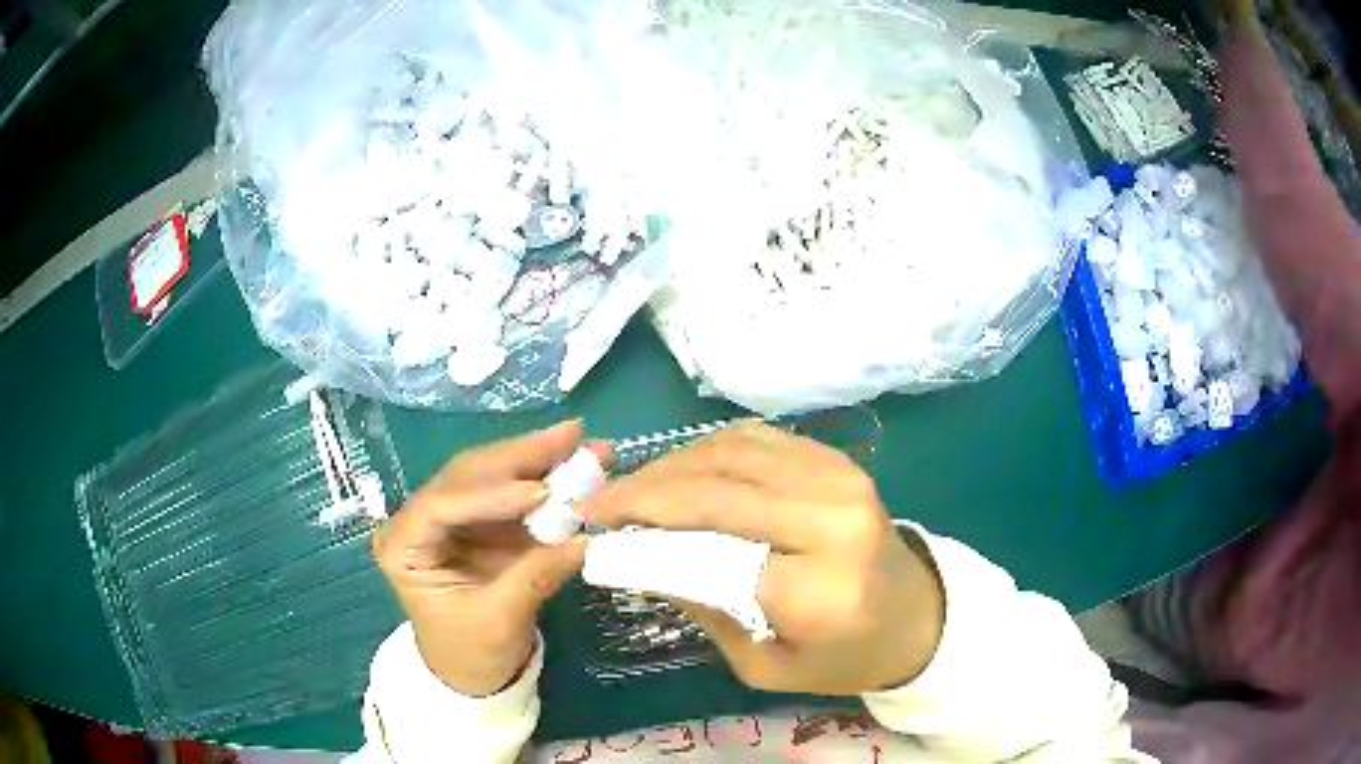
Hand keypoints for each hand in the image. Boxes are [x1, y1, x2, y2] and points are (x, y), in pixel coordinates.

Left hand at [374, 421, 609, 695]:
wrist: (472, 673)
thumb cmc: (470, 652)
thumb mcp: (500, 621)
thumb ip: (536, 576)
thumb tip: (586, 539)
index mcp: (403, 546)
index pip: (440, 506)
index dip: (488, 494)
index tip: (539, 492)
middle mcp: (422, 520)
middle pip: (467, 476)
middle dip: (520, 457)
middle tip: (571, 436)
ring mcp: (453, 517)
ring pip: (491, 473)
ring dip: (537, 458)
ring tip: (580, 442)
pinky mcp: (481, 521)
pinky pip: (512, 492)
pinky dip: (544, 478)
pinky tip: (573, 463)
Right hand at [581, 423, 944, 694]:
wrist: (914, 615)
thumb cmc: (840, 655)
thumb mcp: (764, 664)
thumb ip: (703, 608)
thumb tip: (638, 556)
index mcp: (822, 589)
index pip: (712, 555)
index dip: (644, 542)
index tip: (594, 539)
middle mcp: (834, 519)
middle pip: (716, 490)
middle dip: (644, 493)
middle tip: (597, 504)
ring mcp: (840, 477)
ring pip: (729, 452)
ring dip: (669, 467)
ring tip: (630, 490)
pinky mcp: (835, 459)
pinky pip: (753, 440)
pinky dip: (705, 452)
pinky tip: (679, 474)